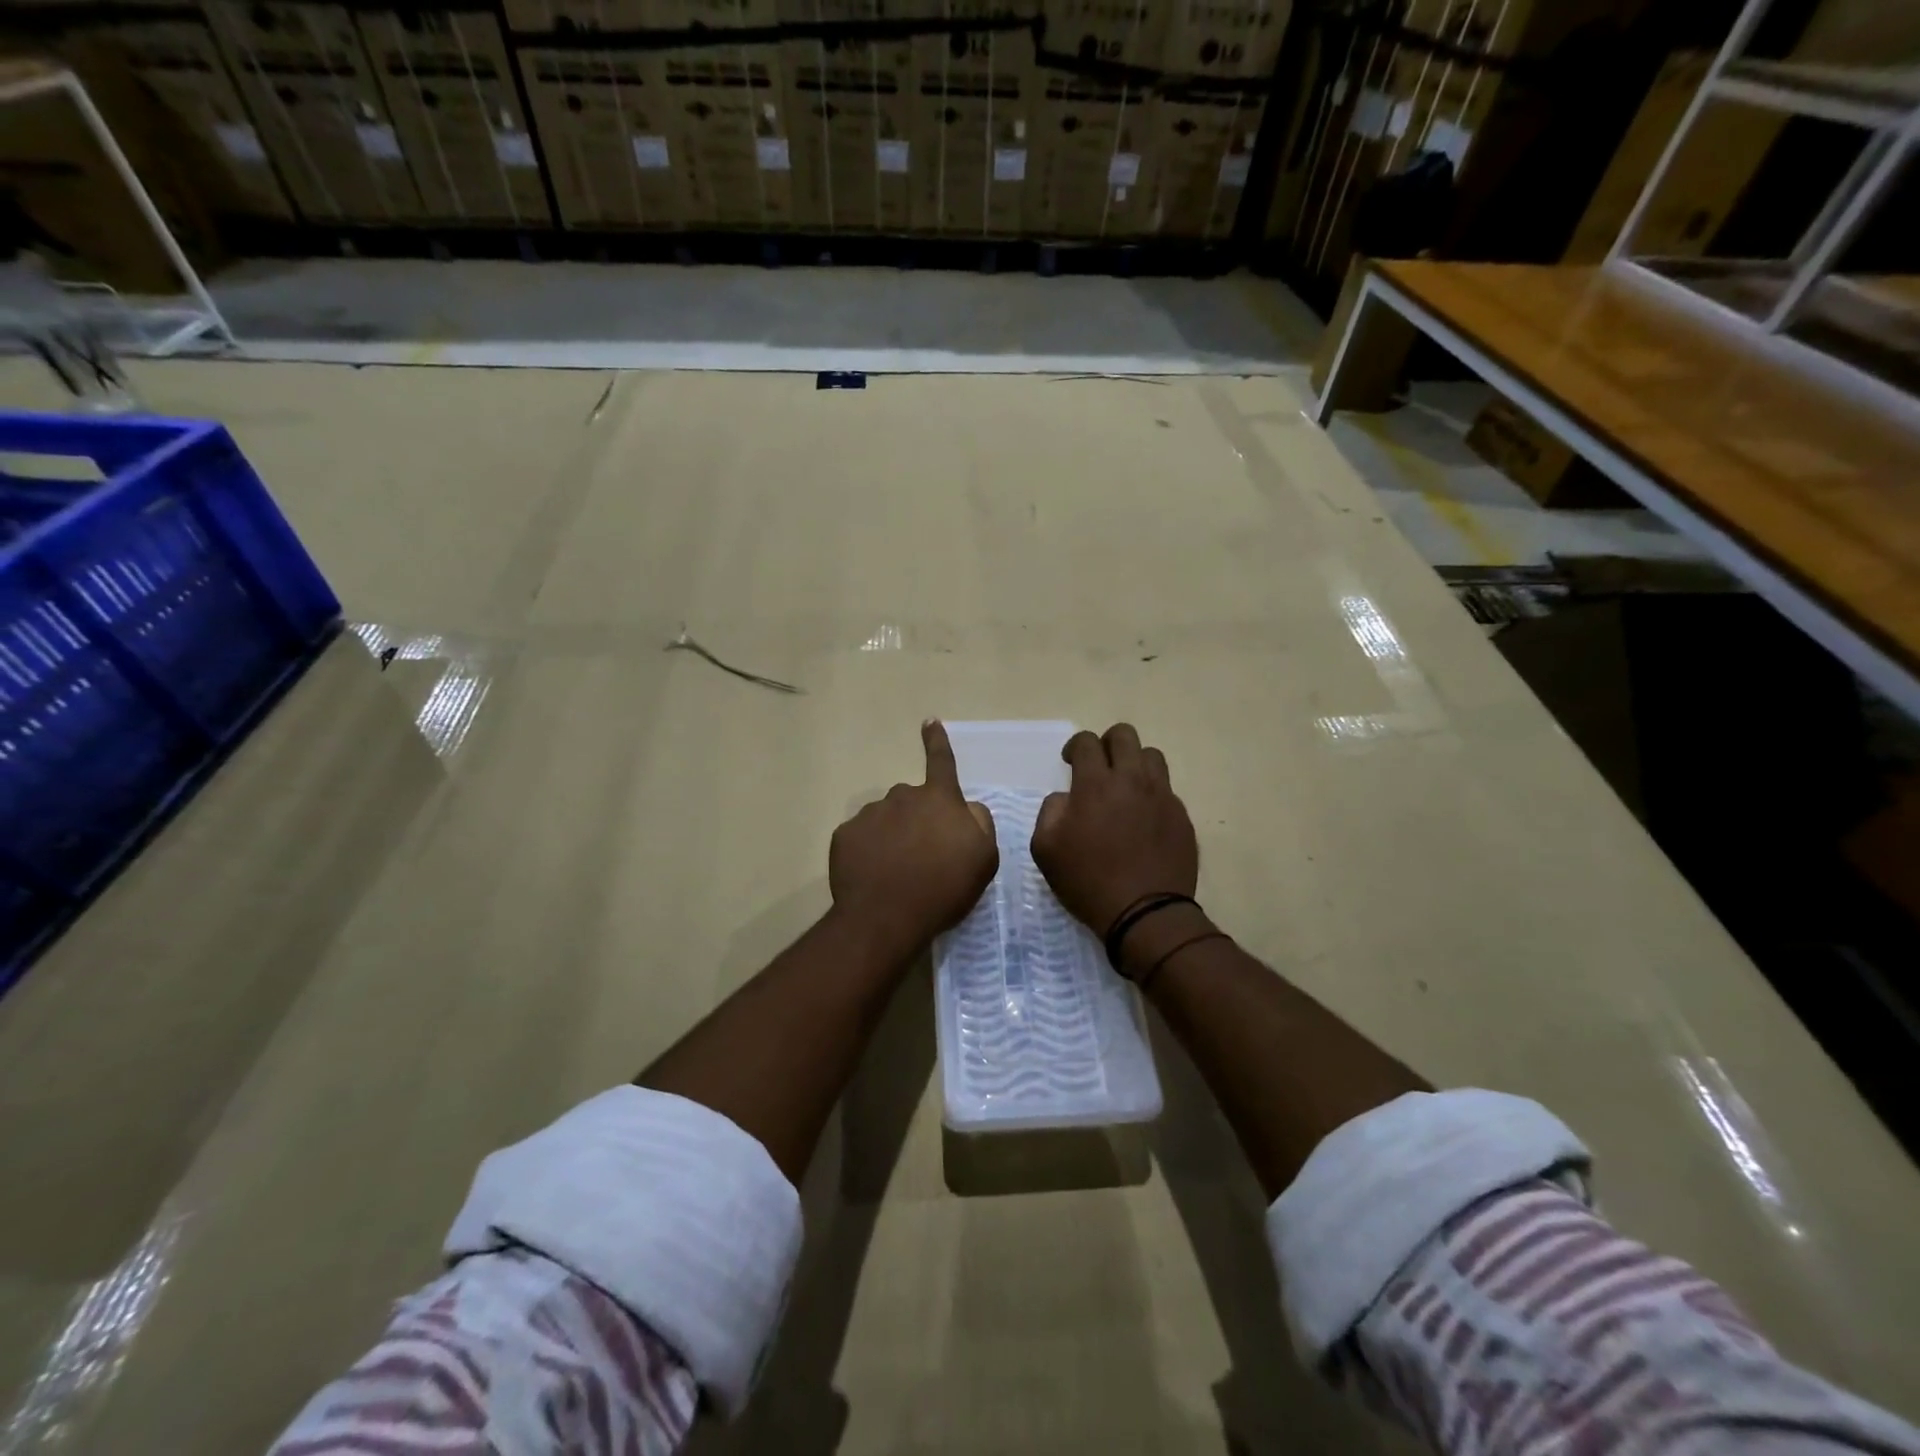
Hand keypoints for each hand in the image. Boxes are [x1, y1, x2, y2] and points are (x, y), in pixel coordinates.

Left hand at [829, 721, 998, 956]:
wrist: (885, 918)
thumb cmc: (943, 888)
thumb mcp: (983, 859)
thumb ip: (980, 824)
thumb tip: (968, 807)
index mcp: (939, 799)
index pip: (941, 761)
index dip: (938, 742)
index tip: (929, 721)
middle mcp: (903, 797)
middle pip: (913, 800)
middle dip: (918, 819)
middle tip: (923, 857)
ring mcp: (870, 814)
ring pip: (886, 818)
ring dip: (893, 836)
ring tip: (898, 872)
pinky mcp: (845, 835)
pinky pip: (862, 837)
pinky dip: (869, 852)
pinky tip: (875, 876)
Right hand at [1032, 724, 1197, 933]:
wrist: (1145, 913)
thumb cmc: (1088, 881)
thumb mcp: (1046, 849)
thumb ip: (1050, 811)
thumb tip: (1067, 798)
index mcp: (1096, 784)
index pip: (1087, 742)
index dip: (1075, 746)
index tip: (1070, 762)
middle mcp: (1132, 780)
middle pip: (1125, 735)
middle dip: (1107, 743)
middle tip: (1099, 766)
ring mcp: (1162, 796)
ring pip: (1152, 756)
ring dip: (1134, 763)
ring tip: (1125, 787)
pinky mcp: (1181, 816)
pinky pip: (1167, 790)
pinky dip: (1151, 794)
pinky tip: (1143, 819)